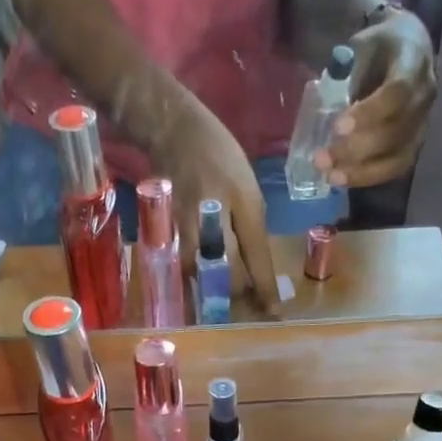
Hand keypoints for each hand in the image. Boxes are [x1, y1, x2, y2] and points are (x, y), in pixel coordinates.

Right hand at [150, 97, 280, 312]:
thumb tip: (256, 266)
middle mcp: (216, 215)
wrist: (174, 128)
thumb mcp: (247, 186)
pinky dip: (191, 280)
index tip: (274, 312)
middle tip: (244, 308)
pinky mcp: (168, 228)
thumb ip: (252, 226)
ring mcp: (188, 223)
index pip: (257, 255)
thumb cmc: (219, 154)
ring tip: (219, 302)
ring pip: (202, 273)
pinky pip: (182, 265)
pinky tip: (196, 288)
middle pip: (228, 271)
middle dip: (238, 295)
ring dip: (212, 291)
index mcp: (244, 202)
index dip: (265, 287)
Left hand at [318, 8, 436, 188]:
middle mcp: (424, 97)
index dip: (368, 114)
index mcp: (413, 62)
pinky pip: (394, 169)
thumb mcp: (361, 46)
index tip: (337, 128)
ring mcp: (422, 125)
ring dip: (360, 172)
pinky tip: (343, 179)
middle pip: (395, 132)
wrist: (408, 47)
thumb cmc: (379, 47)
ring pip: (396, 158)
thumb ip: (347, 74)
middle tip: (322, 159)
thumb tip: (324, 109)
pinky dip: (367, 177)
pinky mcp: (414, 145)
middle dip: (355, 150)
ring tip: (330, 176)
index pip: (397, 93)